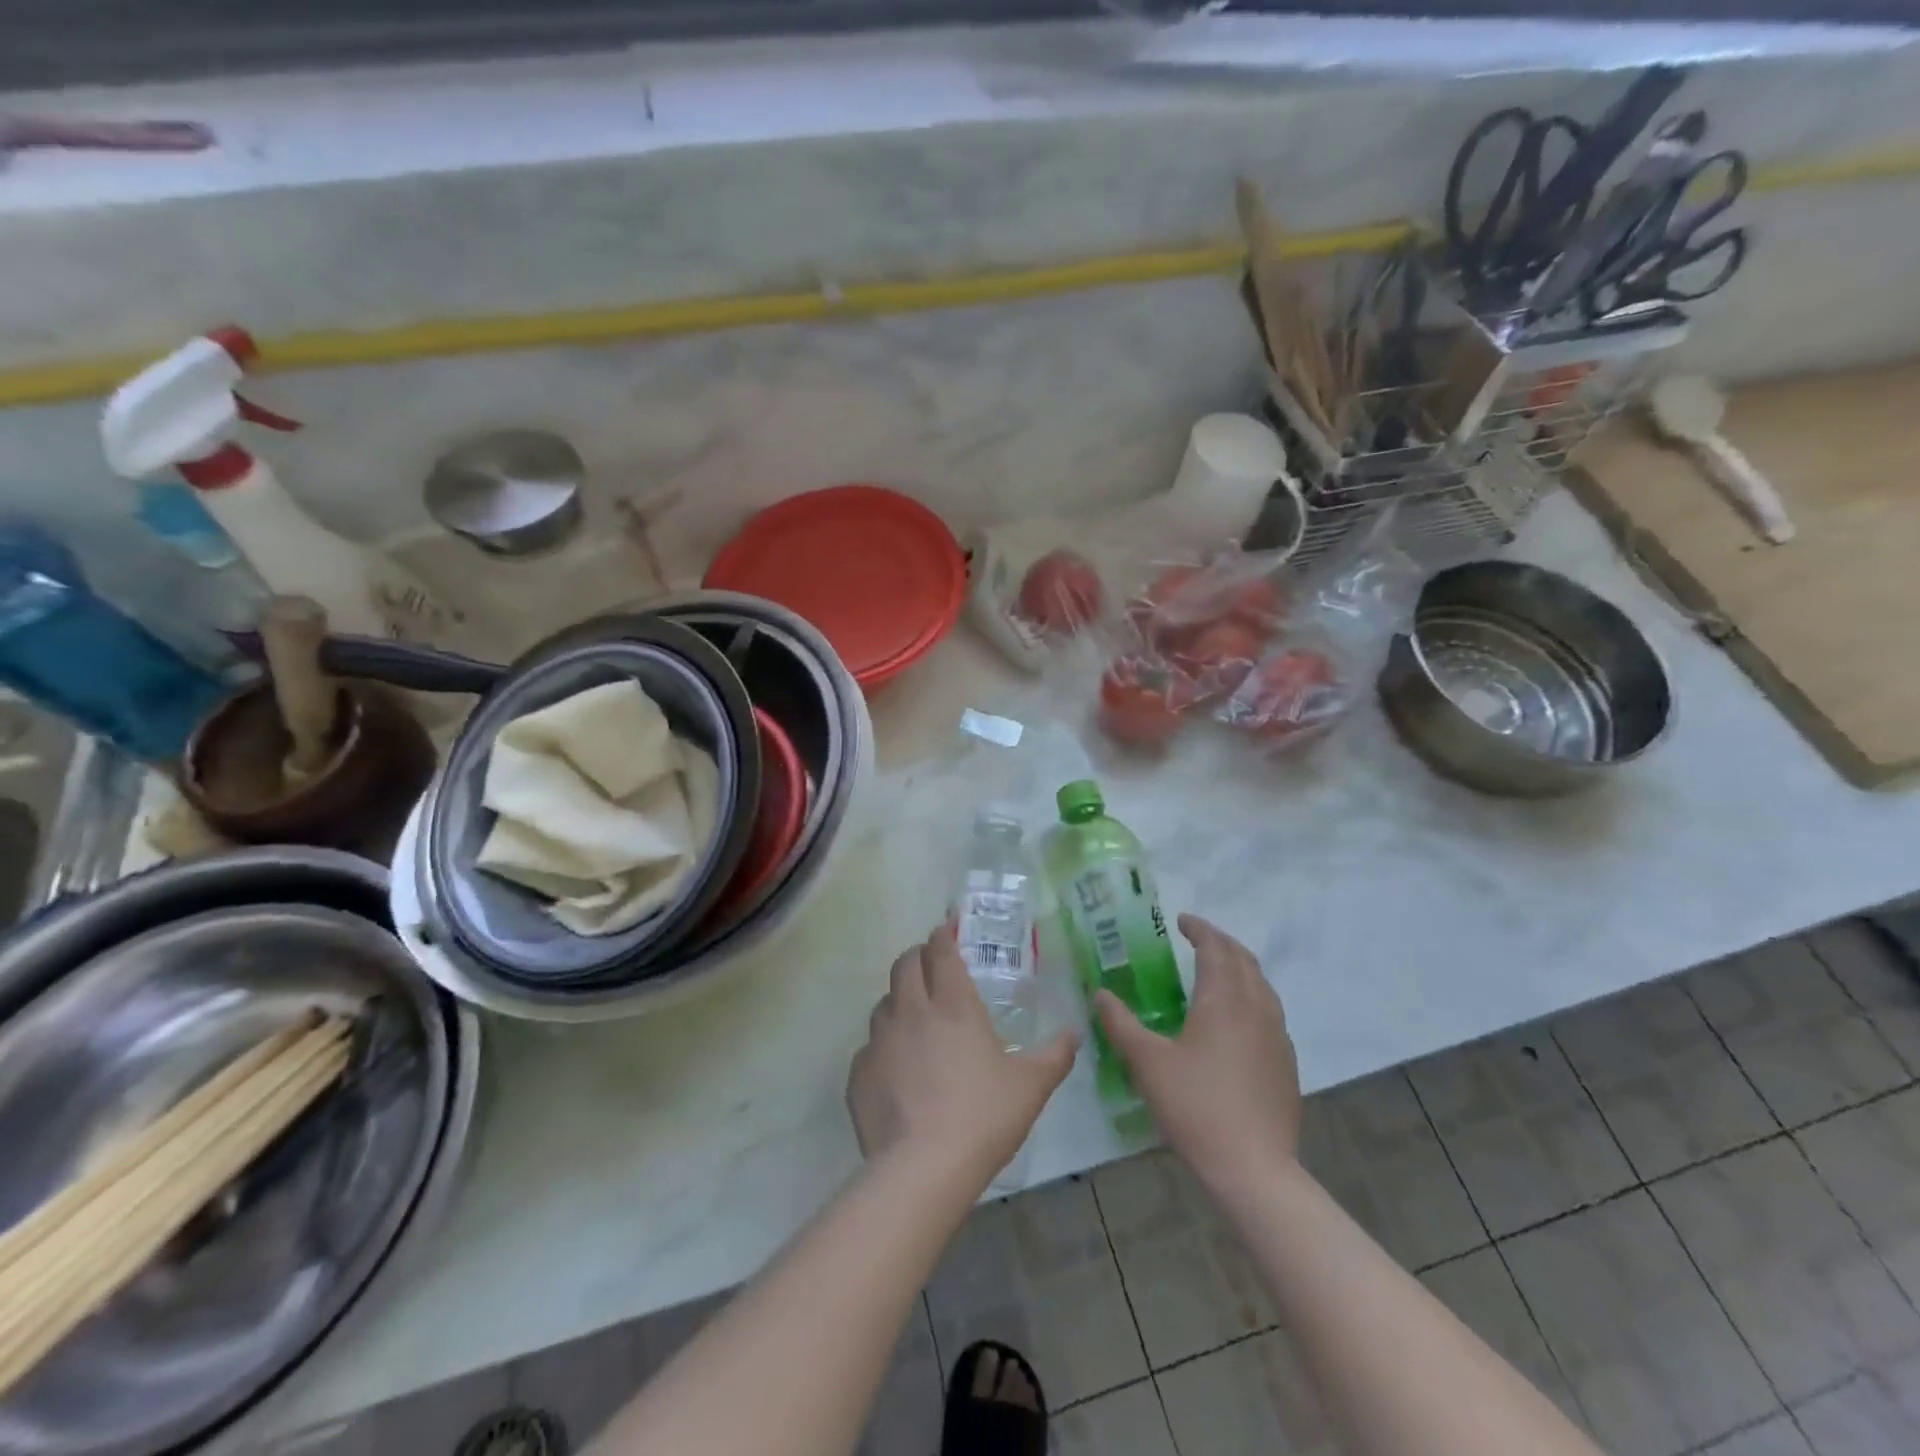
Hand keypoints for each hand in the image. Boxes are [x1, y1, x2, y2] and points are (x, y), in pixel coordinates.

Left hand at [848, 929, 1078, 1190]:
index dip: (942, 936)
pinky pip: (870, 1047)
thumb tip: (1074, 1034)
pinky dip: (883, 1048)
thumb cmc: (983, 1116)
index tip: (946, 932)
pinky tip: (897, 1071)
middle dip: (917, 958)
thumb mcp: (1031, 1086)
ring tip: (915, 1021)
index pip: (940, 951)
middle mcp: (912, 1011)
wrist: (923, 1168)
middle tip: (931, 968)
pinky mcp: (859, 1072)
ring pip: (884, 1003)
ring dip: (899, 1001)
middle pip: (905, 964)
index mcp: (953, 1004)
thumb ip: (1054, 1055)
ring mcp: (880, 1040)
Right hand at [1095, 914, 1300, 1189]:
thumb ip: (1121, 1024)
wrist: (1254, 1168)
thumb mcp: (1147, 1063)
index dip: (1199, 929)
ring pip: (1262, 985)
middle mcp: (1256, 1008)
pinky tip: (1238, 1019)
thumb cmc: (1196, 1107)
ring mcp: (1277, 1036)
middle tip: (1197, 938)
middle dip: (1221, 942)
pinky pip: (1270, 1011)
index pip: (1215, 948)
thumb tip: (1100, 994)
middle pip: (1244, 960)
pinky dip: (1252, 995)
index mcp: (1223, 1000)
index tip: (1182, 921)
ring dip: (1240, 967)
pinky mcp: (1286, 1063)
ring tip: (1218, 971)